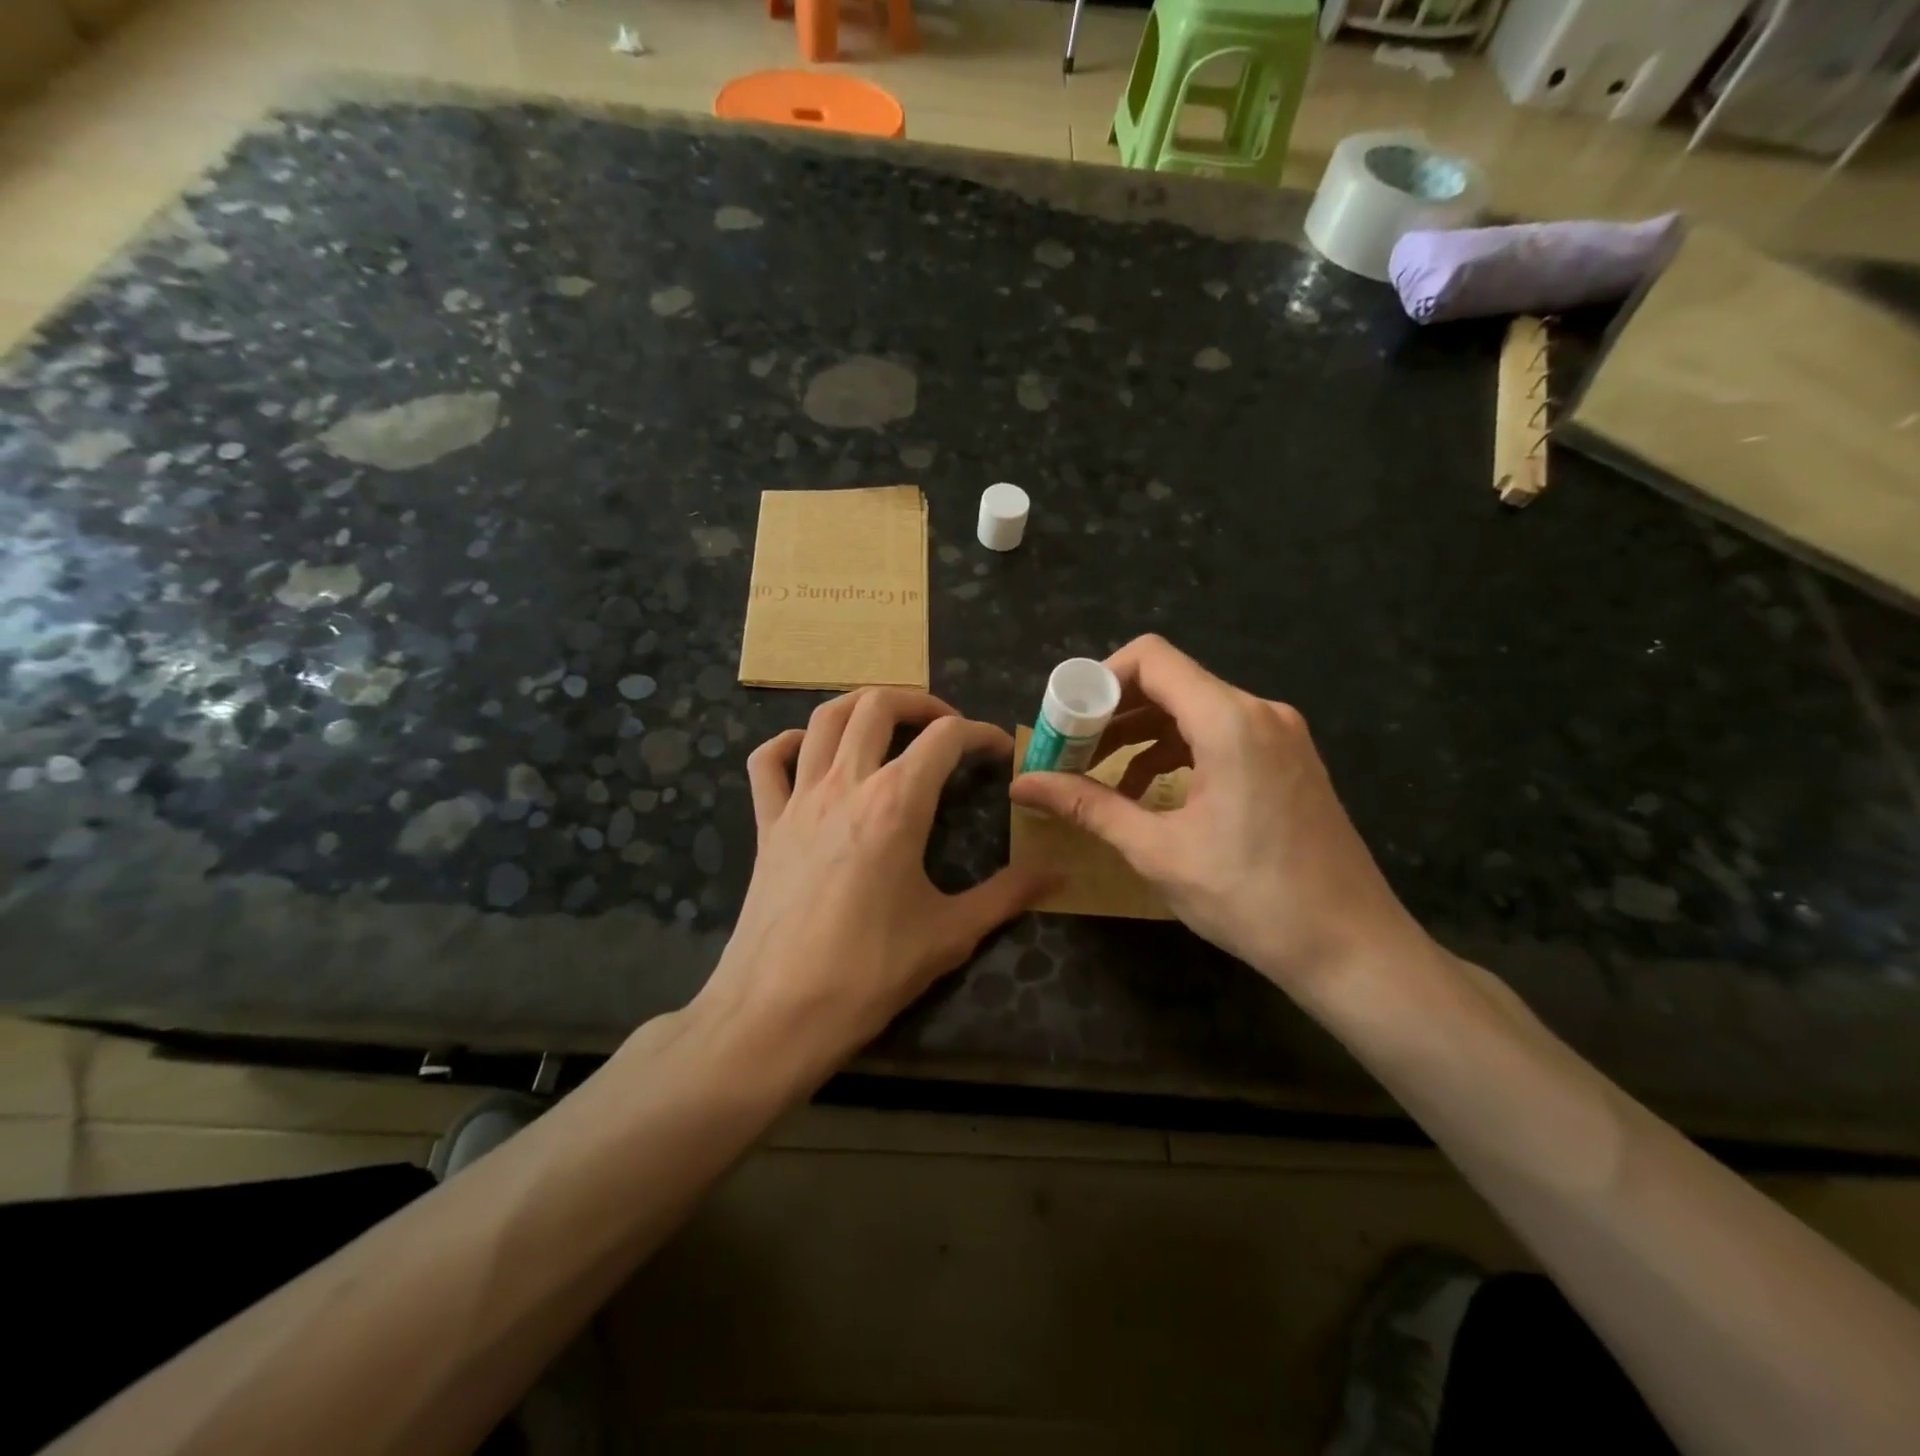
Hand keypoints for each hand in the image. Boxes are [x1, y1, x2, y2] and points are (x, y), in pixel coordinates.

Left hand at [697, 688, 1051, 1074]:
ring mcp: (799, 800)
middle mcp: (846, 784)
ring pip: (825, 719)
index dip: (980, 734)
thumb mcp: (951, 934)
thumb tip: (1058, 875)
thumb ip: (1007, 895)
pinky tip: (811, 753)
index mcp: (897, 803)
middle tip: (946, 728)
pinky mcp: (767, 825)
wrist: (776, 1014)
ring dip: (861, 706)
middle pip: (879, 705)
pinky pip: (767, 762)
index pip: (945, 738)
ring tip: (889, 723)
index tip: (999, 751)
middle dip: (921, 702)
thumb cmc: (869, 973)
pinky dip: (789, 743)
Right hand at [1009, 636, 1431, 999]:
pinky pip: (1220, 734)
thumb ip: (1087, 805)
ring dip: (1141, 735)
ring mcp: (1280, 735)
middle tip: (1070, 753)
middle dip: (1112, 713)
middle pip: (1169, 682)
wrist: (1352, 948)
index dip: (1098, 680)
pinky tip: (1150, 792)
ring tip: (1100, 775)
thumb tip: (1022, 784)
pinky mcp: (1288, 759)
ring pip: (1193, 708)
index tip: (1065, 722)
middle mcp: (1259, 712)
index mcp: (1229, 722)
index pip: (1151, 658)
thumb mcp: (1156, 850)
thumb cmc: (1250, 899)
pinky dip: (1177, 751)